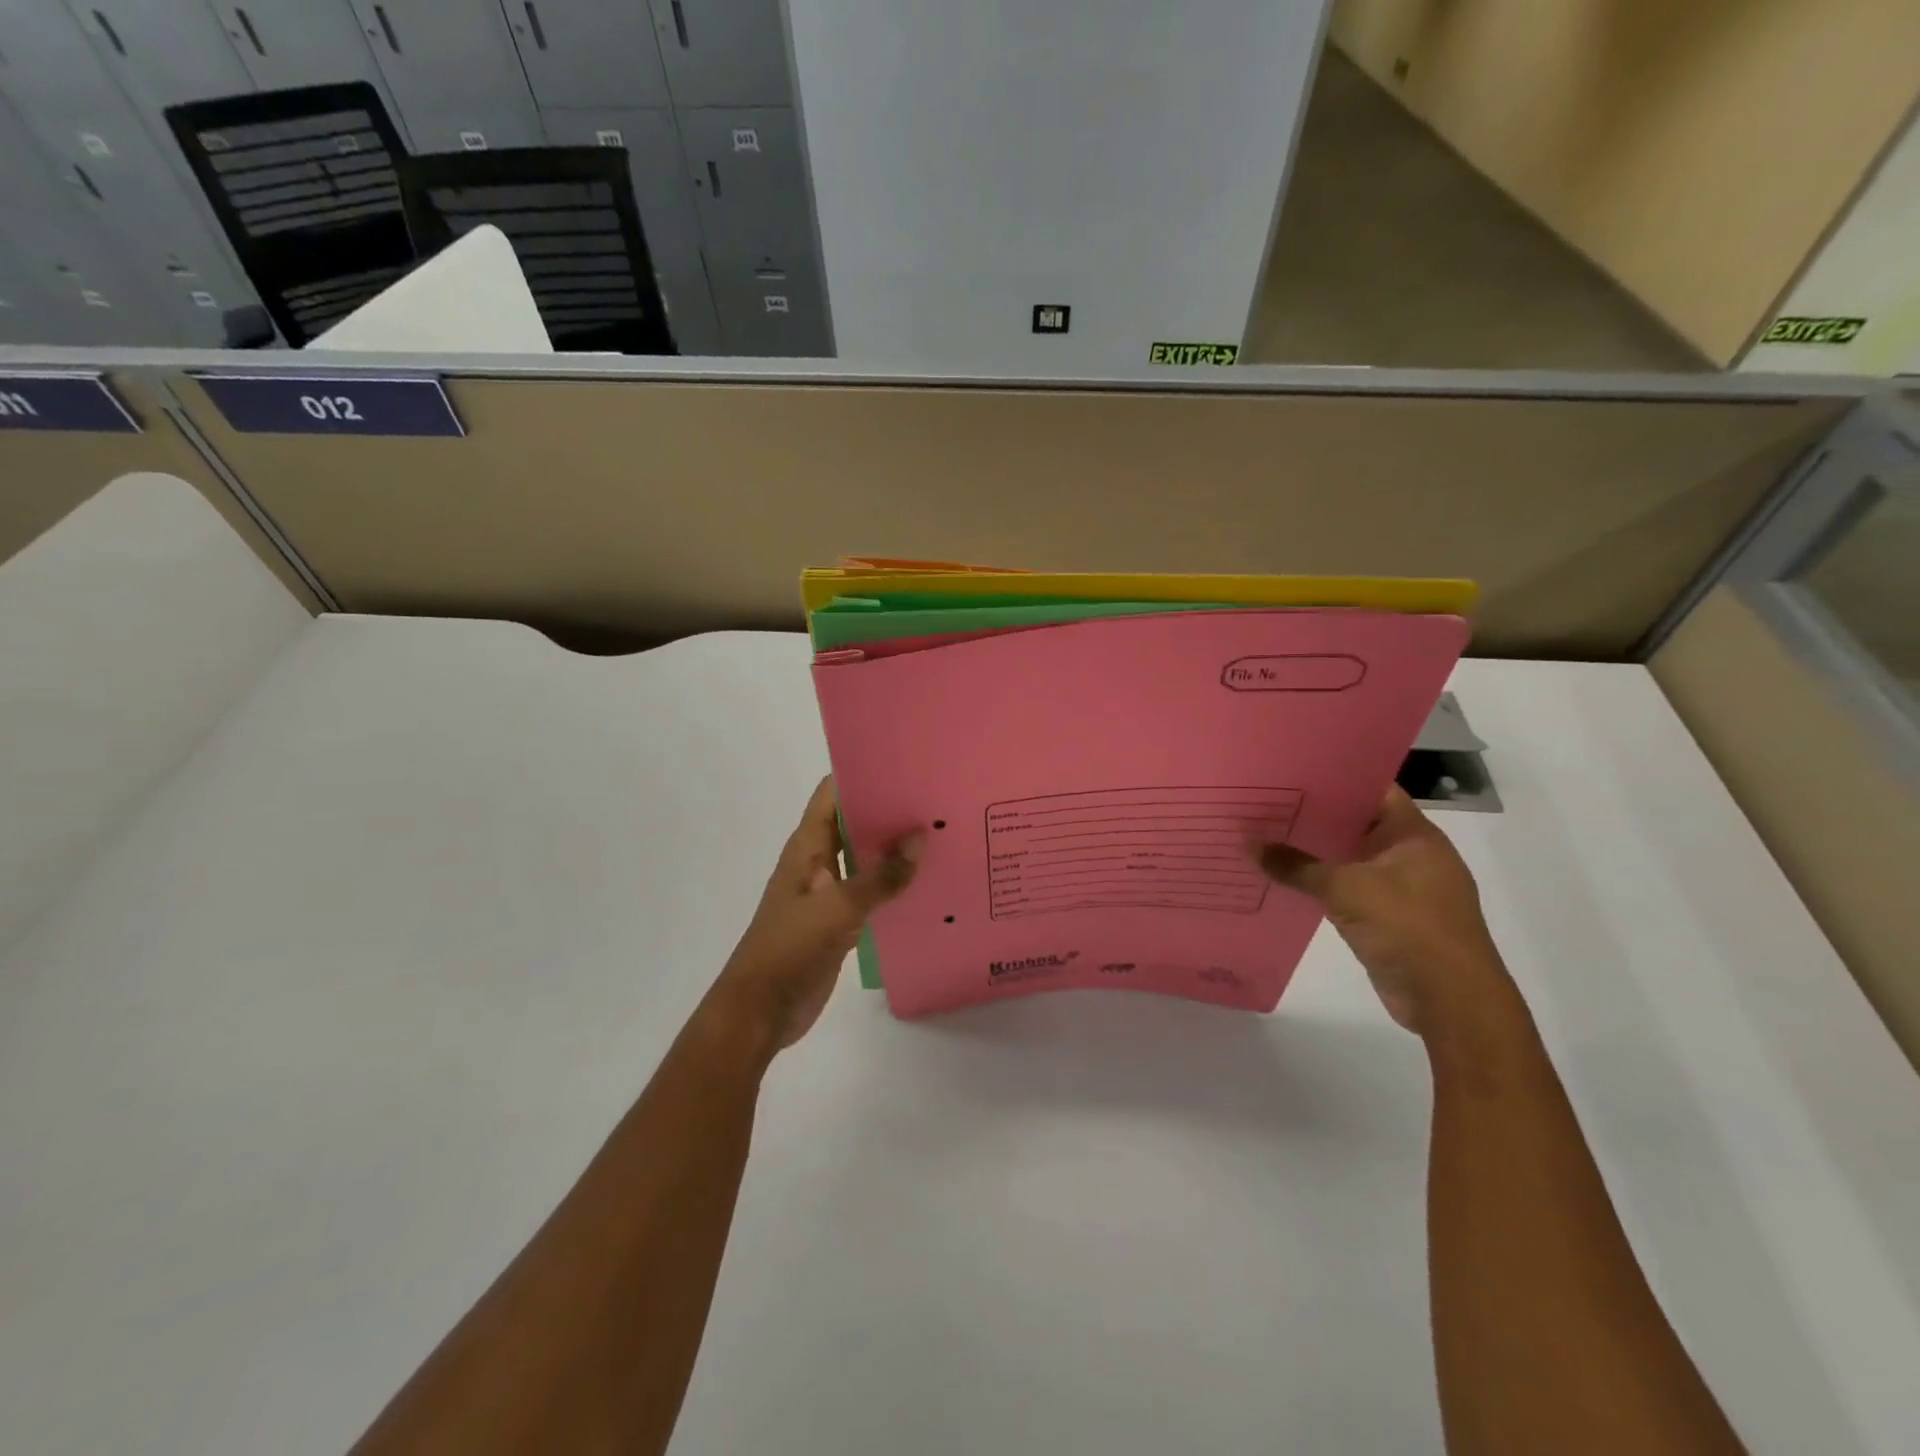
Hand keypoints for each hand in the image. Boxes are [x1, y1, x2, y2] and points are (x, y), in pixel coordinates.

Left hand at [706, 777, 921, 1054]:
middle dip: (889, 811)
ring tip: (940, 835)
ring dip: (894, 849)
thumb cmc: (790, 949)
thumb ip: (880, 876)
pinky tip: (925, 883)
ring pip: (864, 858)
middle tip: (935, 800)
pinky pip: (870, 892)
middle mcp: (817, 862)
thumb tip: (920, 838)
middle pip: (854, 823)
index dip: (863, 775)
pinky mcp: (838, 921)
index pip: (833, 794)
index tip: (905, 765)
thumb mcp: (838, 909)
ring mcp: (827, 892)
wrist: (760, 1011)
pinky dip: (892, 885)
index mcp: (807, 847)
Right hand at [1256, 786, 1513, 1035]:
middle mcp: (1410, 854)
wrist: (1450, 1000)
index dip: (1333, 778)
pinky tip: (1284, 879)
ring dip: (1314, 853)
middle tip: (1265, 802)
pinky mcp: (1389, 918)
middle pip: (1356, 823)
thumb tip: (1247, 844)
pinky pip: (1347, 889)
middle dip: (1313, 816)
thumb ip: (1295, 865)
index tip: (1290, 771)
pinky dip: (1320, 884)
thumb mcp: (1345, 888)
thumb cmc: (1407, 927)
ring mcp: (1401, 888)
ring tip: (1265, 836)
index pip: (1371, 789)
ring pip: (1349, 858)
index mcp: (1413, 835)